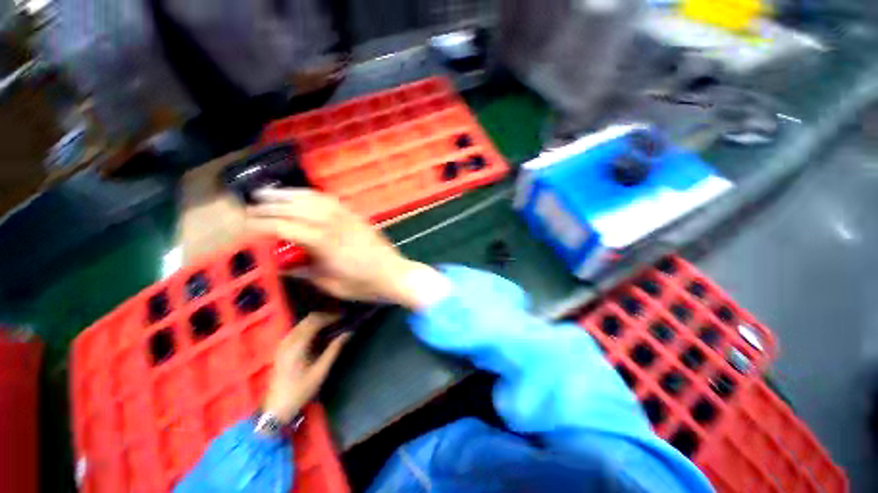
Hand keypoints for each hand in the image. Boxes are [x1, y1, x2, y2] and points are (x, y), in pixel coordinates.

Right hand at [248, 188, 438, 307]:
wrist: (395, 275)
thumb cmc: (365, 286)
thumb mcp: (331, 285)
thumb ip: (306, 273)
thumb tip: (283, 265)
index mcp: (326, 244)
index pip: (287, 228)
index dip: (264, 224)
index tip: (247, 223)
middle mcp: (335, 225)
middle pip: (298, 208)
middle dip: (272, 203)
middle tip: (252, 202)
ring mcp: (349, 218)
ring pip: (315, 199)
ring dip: (291, 193)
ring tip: (272, 192)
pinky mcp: (358, 217)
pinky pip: (333, 200)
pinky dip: (314, 195)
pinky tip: (305, 195)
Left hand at [262, 313, 348, 423]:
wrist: (276, 407)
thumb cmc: (301, 390)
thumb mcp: (321, 371)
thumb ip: (334, 349)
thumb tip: (348, 333)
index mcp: (298, 344)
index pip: (317, 320)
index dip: (332, 316)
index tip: (346, 316)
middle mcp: (289, 339)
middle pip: (309, 318)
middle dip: (327, 315)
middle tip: (342, 319)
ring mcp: (284, 342)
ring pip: (304, 322)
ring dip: (319, 320)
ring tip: (334, 324)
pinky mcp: (283, 347)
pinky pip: (299, 329)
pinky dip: (311, 326)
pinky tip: (320, 333)